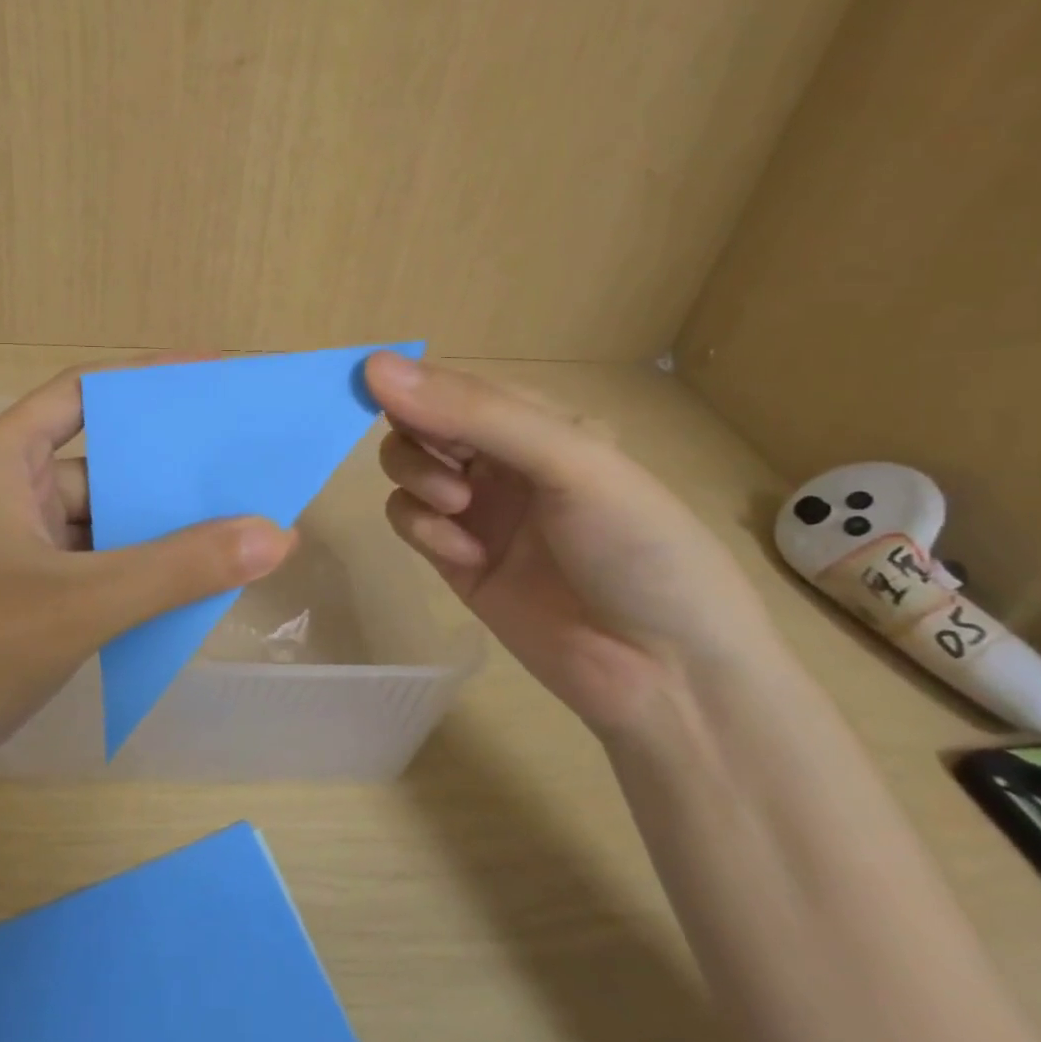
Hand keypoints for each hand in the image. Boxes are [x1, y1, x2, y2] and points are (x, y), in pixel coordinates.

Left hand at [0, 362, 294, 794]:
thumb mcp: (79, 603)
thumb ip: (178, 568)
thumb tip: (277, 534)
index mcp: (0, 461)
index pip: (81, 392)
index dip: (148, 379)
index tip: (215, 376)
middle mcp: (0, 495)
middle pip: (96, 462)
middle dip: (164, 469)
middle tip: (241, 467)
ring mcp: (2, 553)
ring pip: (94, 526)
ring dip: (151, 533)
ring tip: (232, 531)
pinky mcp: (8, 605)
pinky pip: (84, 572)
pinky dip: (128, 578)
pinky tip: (181, 594)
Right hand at [364, 353, 777, 736]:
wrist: (669, 676)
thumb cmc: (636, 546)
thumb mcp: (568, 462)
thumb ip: (472, 412)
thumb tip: (371, 365)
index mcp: (538, 422)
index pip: (453, 384)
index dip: (411, 383)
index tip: (371, 387)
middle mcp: (503, 460)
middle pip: (420, 424)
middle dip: (416, 438)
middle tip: (443, 466)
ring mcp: (478, 511)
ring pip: (405, 469)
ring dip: (416, 479)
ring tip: (457, 509)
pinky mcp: (456, 560)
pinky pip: (409, 522)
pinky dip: (423, 529)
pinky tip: (464, 555)